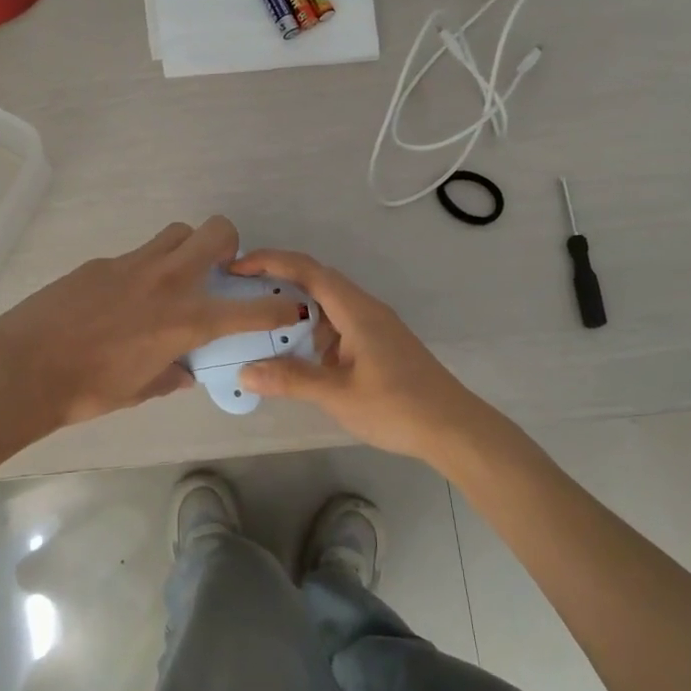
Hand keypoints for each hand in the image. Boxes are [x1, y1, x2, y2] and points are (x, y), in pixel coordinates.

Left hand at [0, 217, 303, 430]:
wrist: (23, 368)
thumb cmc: (87, 390)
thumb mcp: (139, 390)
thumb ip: (171, 375)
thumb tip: (183, 369)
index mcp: (185, 320)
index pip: (250, 310)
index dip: (279, 308)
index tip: (290, 307)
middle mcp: (167, 282)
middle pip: (215, 231)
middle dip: (229, 244)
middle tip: (219, 270)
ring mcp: (132, 265)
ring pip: (176, 233)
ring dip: (186, 248)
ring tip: (173, 279)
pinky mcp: (101, 262)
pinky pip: (137, 255)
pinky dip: (144, 270)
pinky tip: (122, 300)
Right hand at [228, 249, 483, 460]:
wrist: (454, 428)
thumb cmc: (397, 407)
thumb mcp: (338, 395)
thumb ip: (291, 380)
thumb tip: (245, 371)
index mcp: (356, 310)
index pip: (308, 270)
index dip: (270, 262)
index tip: (237, 267)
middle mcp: (365, 309)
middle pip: (317, 281)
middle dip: (278, 281)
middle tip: (241, 294)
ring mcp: (375, 327)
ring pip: (328, 306)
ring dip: (296, 310)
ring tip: (262, 327)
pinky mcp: (379, 345)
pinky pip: (339, 326)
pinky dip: (313, 332)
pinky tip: (299, 357)